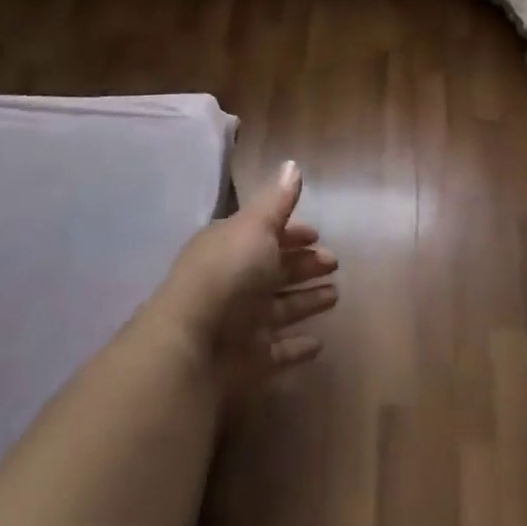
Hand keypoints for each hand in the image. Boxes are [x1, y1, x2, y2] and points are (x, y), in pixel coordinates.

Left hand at [148, 160, 338, 398]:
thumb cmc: (228, 273)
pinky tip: (318, 344)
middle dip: (304, 265)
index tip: (318, 235)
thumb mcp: (256, 226)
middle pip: (275, 270)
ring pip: (280, 308)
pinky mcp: (247, 361)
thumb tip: (292, 165)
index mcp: (231, 246)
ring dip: (305, 301)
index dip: (293, 233)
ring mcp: (240, 323)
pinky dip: (296, 347)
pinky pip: (277, 350)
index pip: (266, 234)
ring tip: (335, 296)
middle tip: (334, 264)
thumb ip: (278, 200)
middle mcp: (234, 282)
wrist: (191, 345)